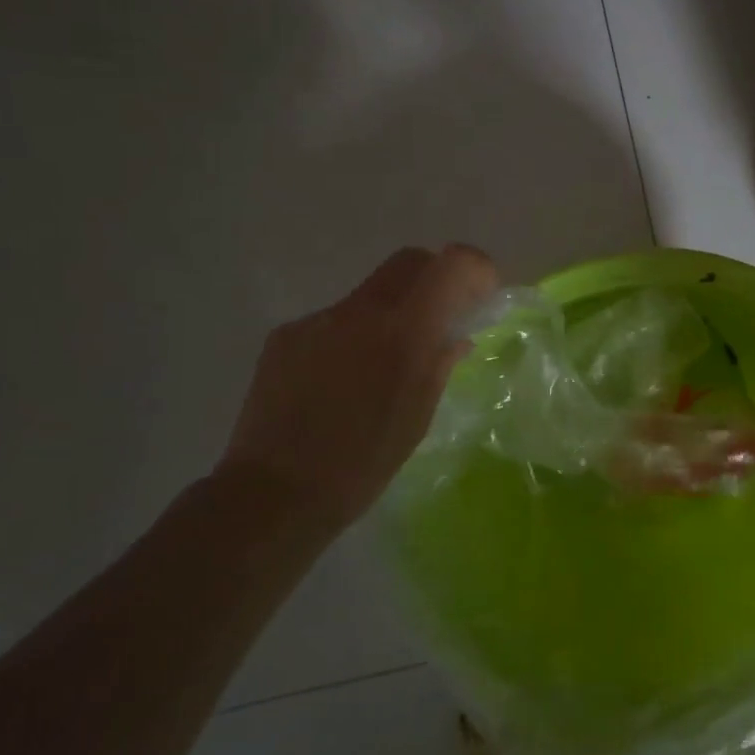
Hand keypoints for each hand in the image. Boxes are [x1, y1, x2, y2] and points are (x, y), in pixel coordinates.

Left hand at [217, 245, 498, 530]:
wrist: (274, 492)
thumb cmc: (362, 465)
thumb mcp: (417, 418)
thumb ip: (439, 365)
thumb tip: (456, 338)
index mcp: (404, 332)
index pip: (451, 264)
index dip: (474, 268)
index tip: (480, 295)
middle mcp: (360, 311)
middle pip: (409, 261)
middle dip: (433, 279)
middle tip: (440, 318)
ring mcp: (318, 319)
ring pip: (369, 293)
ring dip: (389, 313)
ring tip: (381, 365)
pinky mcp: (286, 335)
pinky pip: (333, 321)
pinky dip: (350, 337)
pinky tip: (339, 381)